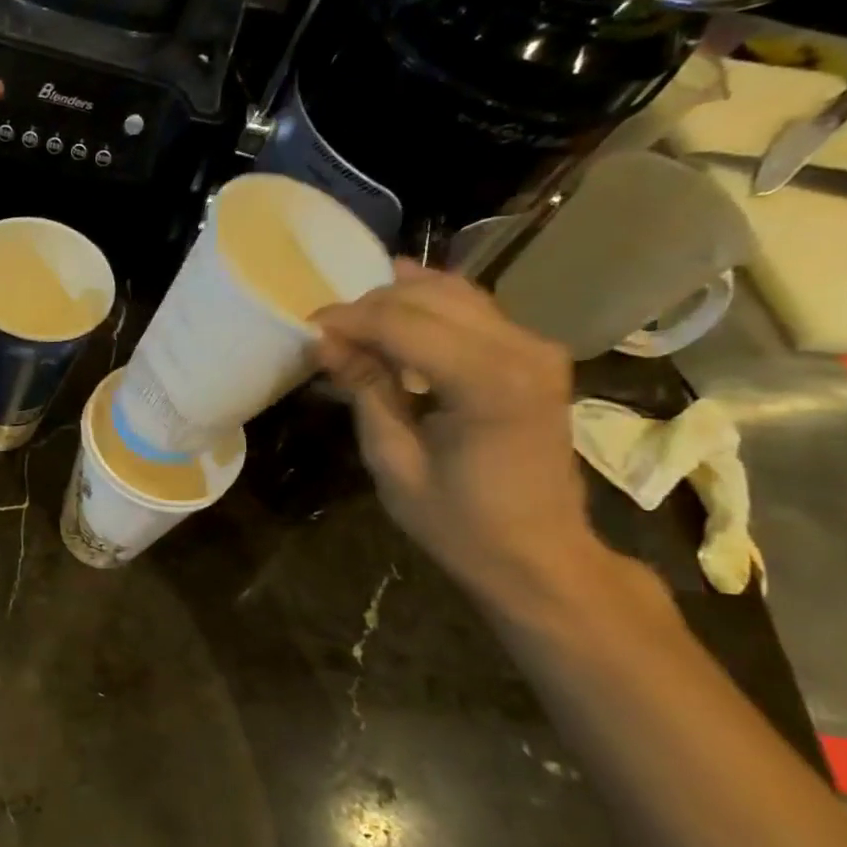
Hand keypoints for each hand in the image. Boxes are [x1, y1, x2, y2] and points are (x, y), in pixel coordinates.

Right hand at [312, 262, 607, 605]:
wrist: (539, 554)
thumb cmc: (460, 522)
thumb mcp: (394, 461)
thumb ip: (365, 390)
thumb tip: (323, 341)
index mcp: (488, 382)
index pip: (401, 323)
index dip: (348, 319)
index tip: (306, 328)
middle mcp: (521, 349)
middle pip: (427, 298)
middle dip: (368, 307)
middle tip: (326, 333)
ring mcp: (535, 347)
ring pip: (452, 292)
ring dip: (396, 302)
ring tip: (353, 328)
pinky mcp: (534, 354)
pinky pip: (473, 308)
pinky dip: (428, 306)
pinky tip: (395, 309)